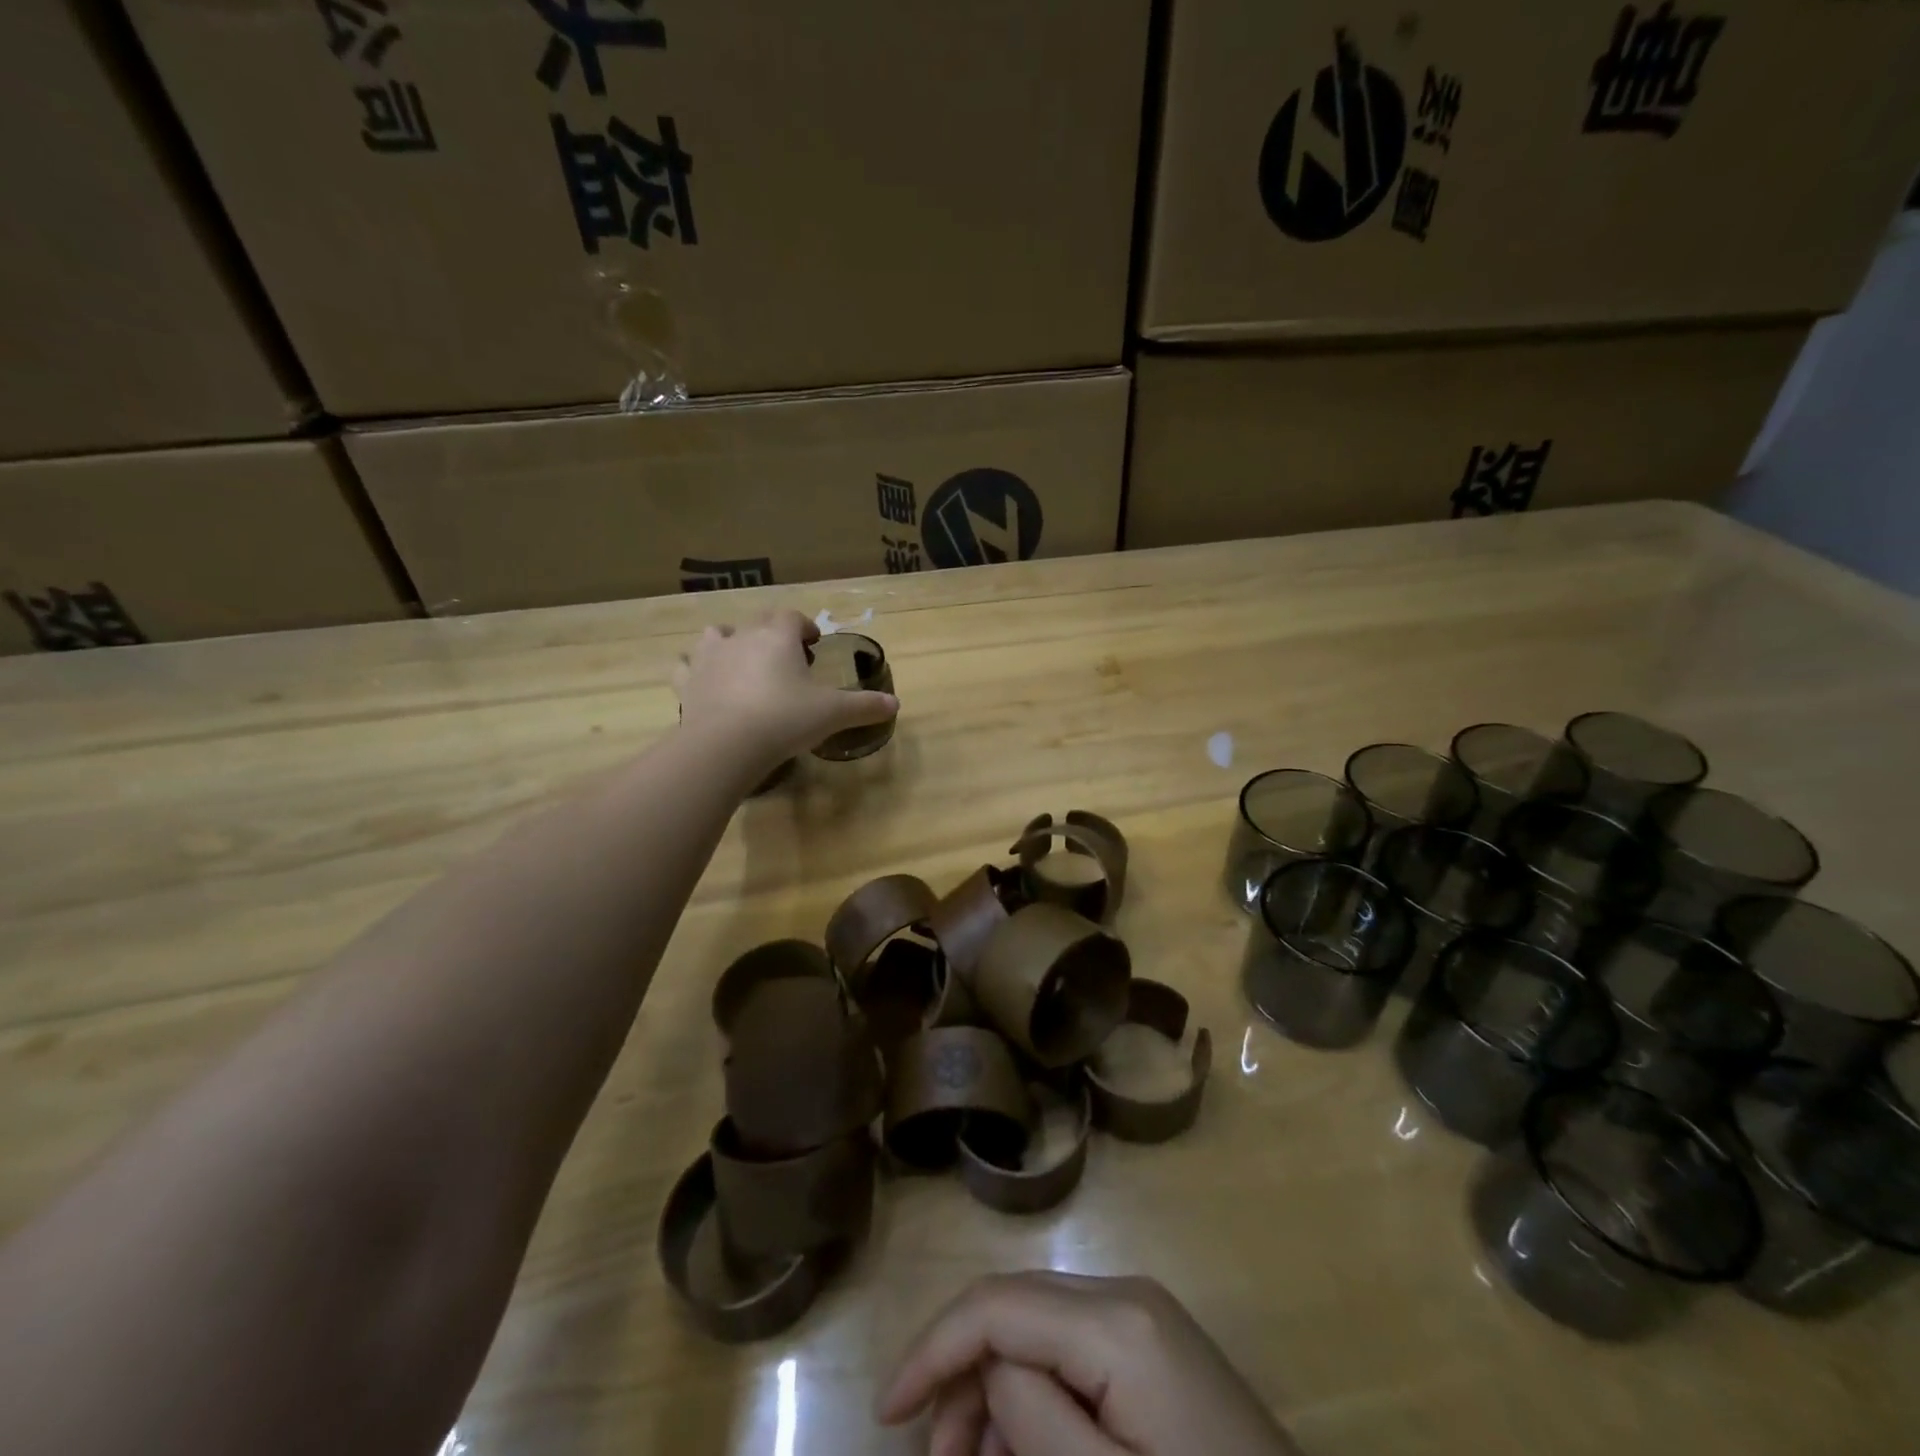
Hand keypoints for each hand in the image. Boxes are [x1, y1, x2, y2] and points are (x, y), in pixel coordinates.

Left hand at [674, 609, 897, 776]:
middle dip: (773, 634)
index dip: (804, 627)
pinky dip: (695, 669)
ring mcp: (708, 656)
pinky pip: (686, 665)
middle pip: (758, 622)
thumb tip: (895, 705)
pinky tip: (703, 681)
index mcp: (777, 635)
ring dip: (730, 642)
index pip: (792, 617)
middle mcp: (741, 636)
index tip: (813, 644)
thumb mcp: (832, 714)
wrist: (726, 744)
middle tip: (787, 660)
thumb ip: (864, 706)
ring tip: (743, 664)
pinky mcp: (686, 681)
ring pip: (717, 635)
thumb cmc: (785, 719)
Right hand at [877, 1272, 1297, 1455]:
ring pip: (1037, 1326)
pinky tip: (1023, 1444)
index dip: (934, 1348)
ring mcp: (1142, 1315)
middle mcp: (1125, 1294)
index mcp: (1116, 1322)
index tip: (886, 1413)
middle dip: (962, 1372)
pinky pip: (1072, 1348)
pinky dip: (1036, 1389)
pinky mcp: (1152, 1344)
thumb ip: (1038, 1421)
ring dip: (996, 1386)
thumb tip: (988, 1370)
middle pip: (1014, 1307)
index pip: (998, 1305)